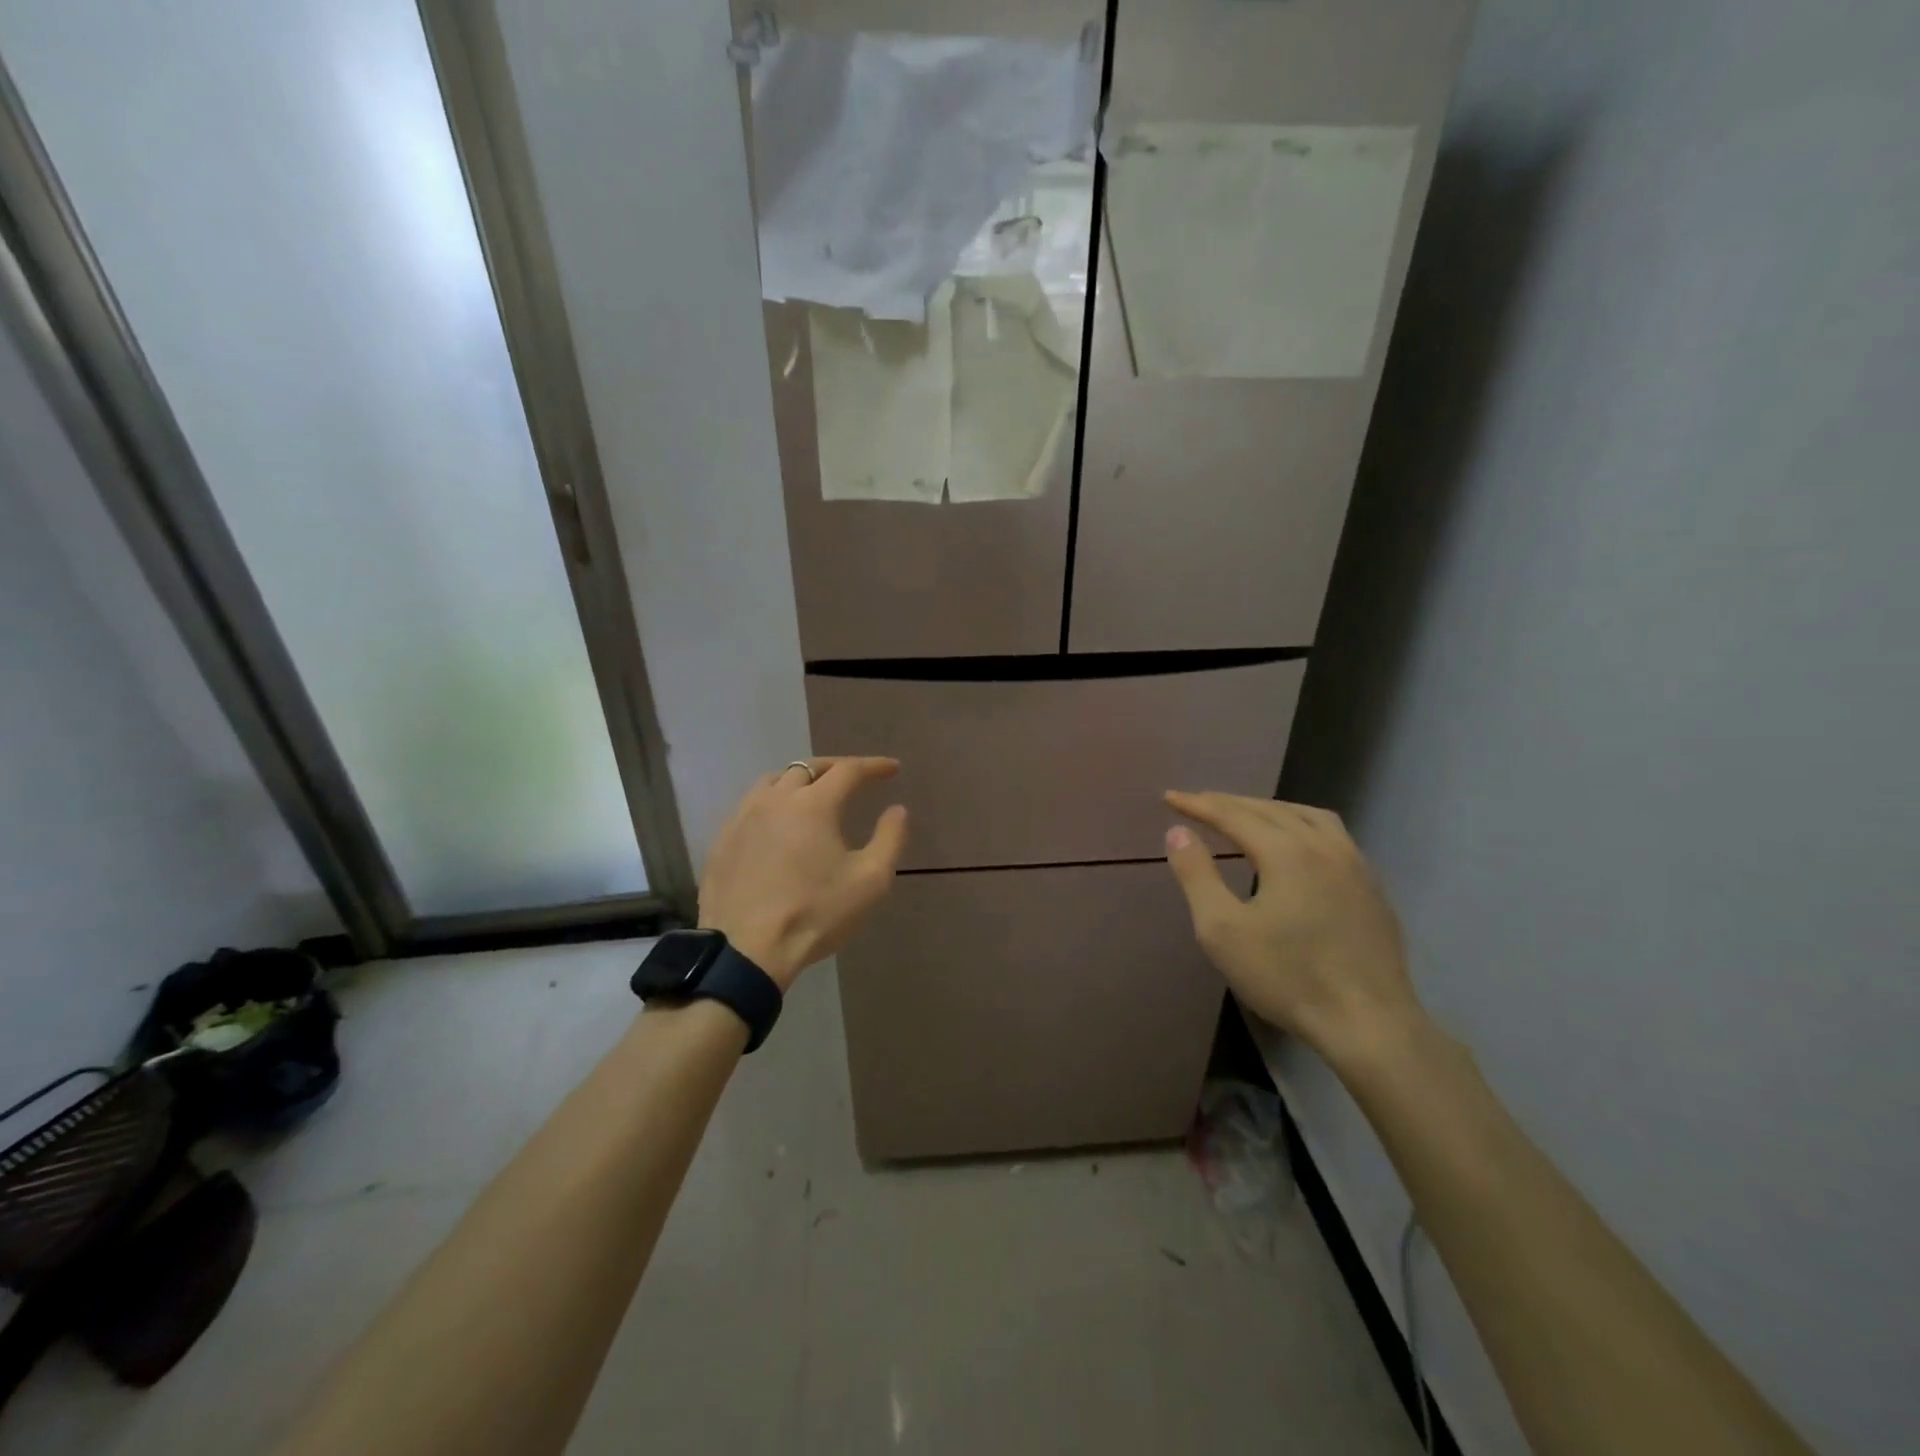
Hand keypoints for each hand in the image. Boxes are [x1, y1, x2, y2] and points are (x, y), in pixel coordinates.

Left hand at [698, 758, 908, 989]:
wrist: (746, 951)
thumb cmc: (815, 914)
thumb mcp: (870, 881)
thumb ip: (890, 839)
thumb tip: (898, 809)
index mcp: (814, 804)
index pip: (848, 770)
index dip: (873, 765)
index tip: (892, 769)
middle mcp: (776, 799)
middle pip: (808, 767)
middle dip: (836, 767)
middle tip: (854, 776)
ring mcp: (742, 818)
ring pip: (773, 781)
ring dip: (799, 779)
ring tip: (813, 792)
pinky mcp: (722, 840)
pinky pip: (749, 805)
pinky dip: (772, 801)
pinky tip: (777, 822)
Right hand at [1163, 791, 1420, 1059]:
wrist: (1369, 1024)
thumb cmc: (1287, 977)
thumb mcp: (1222, 930)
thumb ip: (1197, 875)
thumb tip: (1178, 832)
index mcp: (1286, 851)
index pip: (1232, 814)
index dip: (1197, 804)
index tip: (1169, 799)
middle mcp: (1324, 845)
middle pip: (1269, 809)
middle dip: (1229, 803)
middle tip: (1198, 804)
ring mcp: (1355, 865)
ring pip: (1307, 816)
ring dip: (1269, 808)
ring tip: (1245, 814)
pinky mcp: (1372, 887)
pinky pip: (1332, 835)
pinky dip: (1301, 825)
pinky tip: (1296, 846)